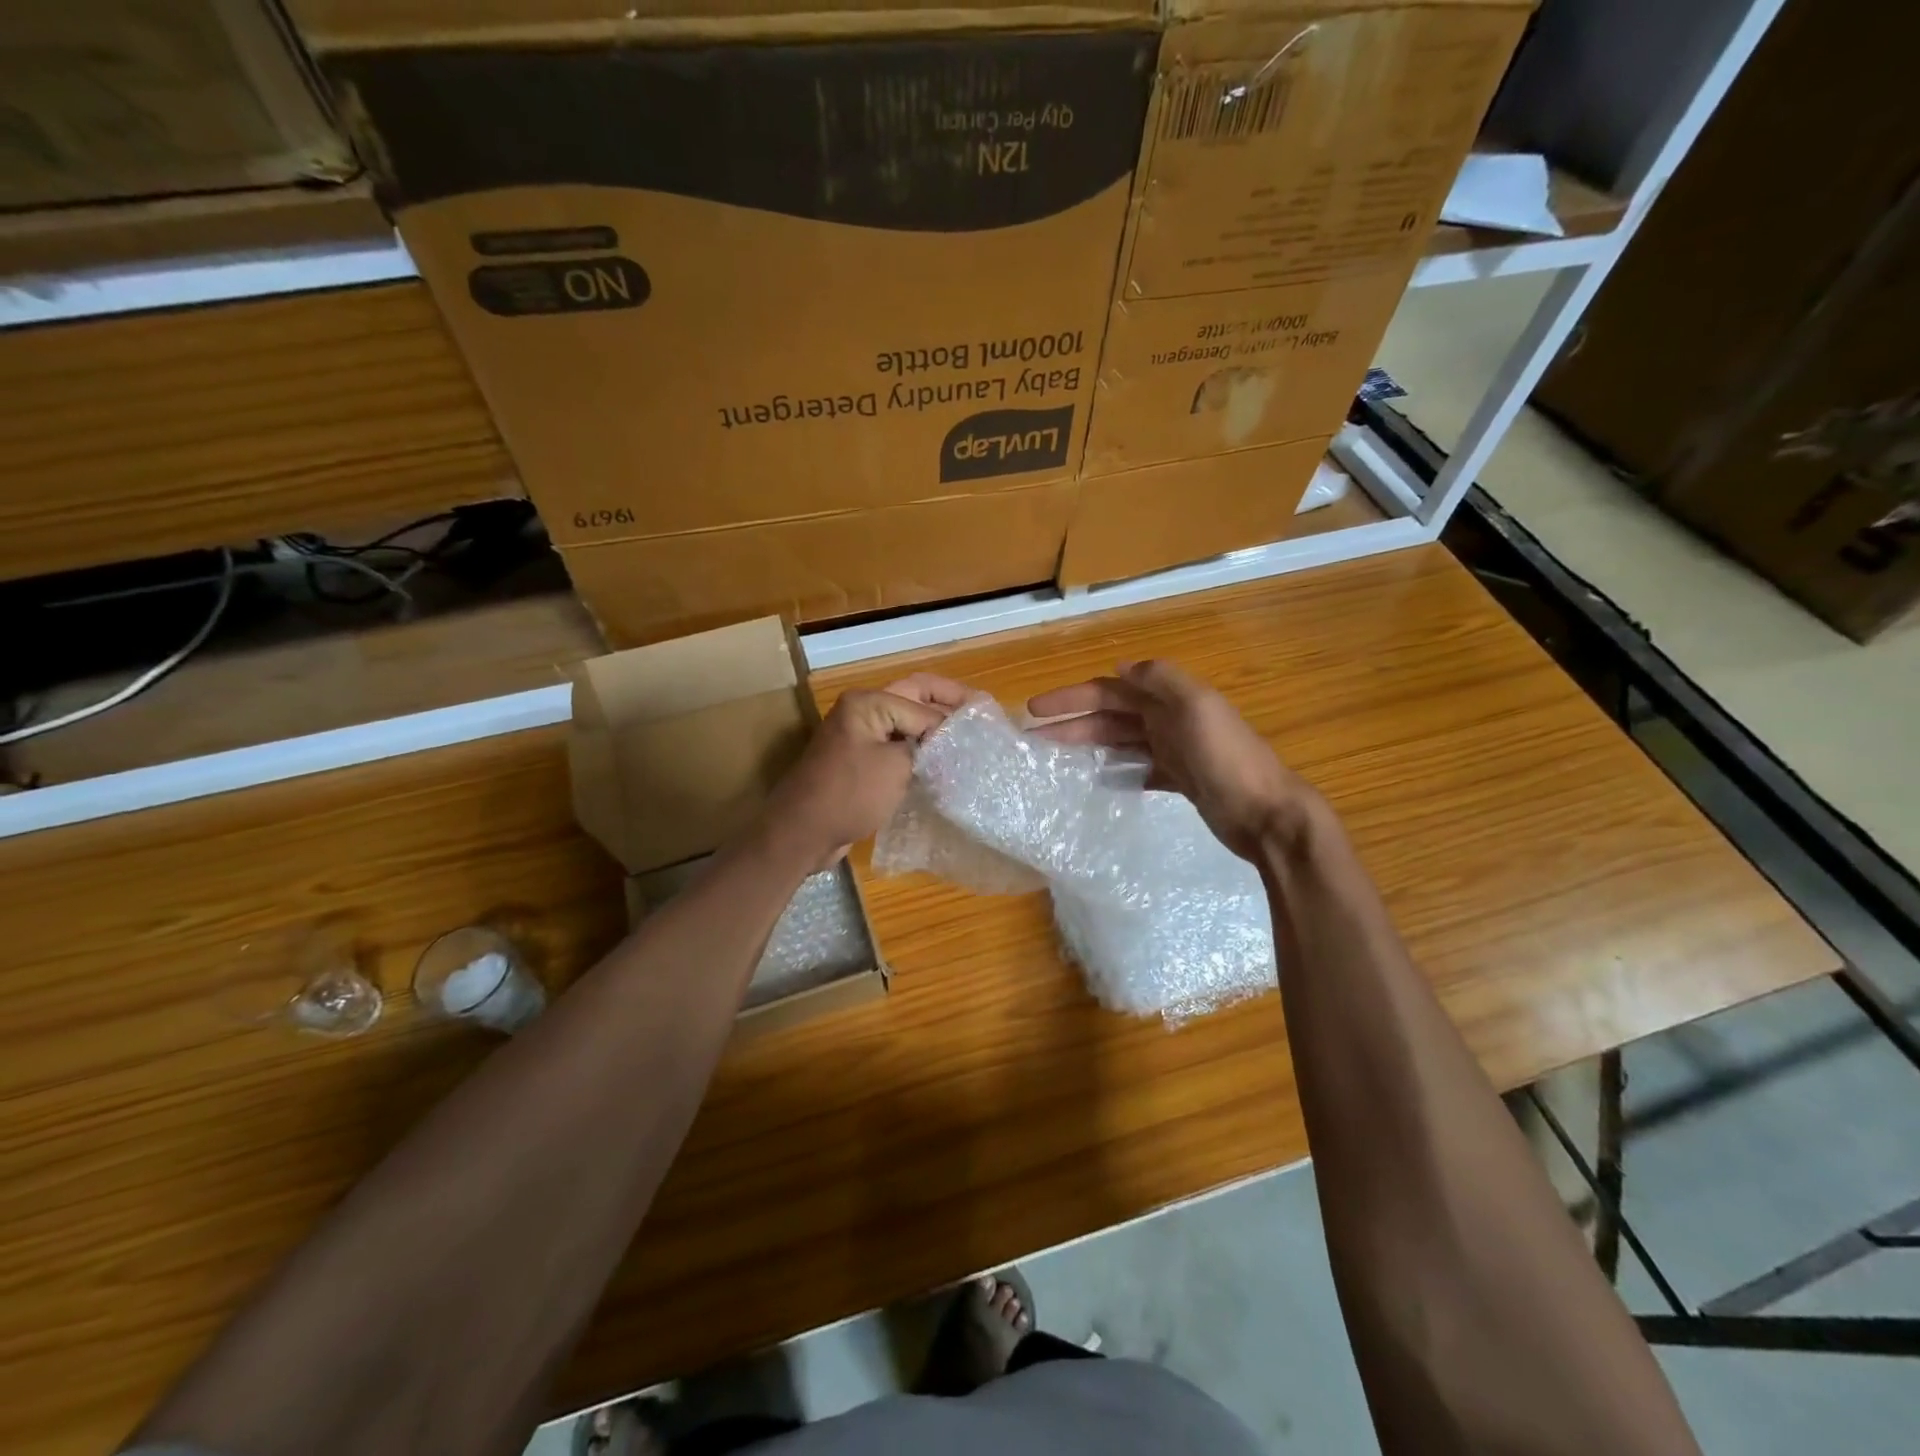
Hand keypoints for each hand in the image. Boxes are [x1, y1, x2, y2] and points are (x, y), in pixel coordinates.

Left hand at [768, 674, 970, 866]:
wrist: (803, 832)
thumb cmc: (850, 793)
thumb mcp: (896, 765)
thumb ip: (926, 744)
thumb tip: (947, 739)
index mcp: (869, 702)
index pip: (922, 703)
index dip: (952, 720)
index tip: (982, 734)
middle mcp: (862, 712)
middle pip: (914, 699)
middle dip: (946, 705)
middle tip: (981, 713)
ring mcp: (859, 738)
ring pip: (905, 726)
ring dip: (932, 730)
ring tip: (967, 740)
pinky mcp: (859, 764)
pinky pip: (895, 749)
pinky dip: (917, 753)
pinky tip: (940, 765)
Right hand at [1029, 660, 1318, 861]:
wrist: (1267, 814)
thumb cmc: (1228, 759)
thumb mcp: (1197, 707)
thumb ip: (1160, 680)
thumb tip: (1120, 666)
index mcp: (1170, 699)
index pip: (1110, 690)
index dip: (1071, 697)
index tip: (1033, 710)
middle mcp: (1170, 719)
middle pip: (1111, 717)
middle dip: (1072, 725)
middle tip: (1034, 742)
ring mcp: (1175, 750)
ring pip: (1121, 742)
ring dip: (1089, 747)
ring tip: (1056, 762)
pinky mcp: (1180, 780)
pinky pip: (1138, 769)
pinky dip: (1117, 772)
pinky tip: (1097, 782)